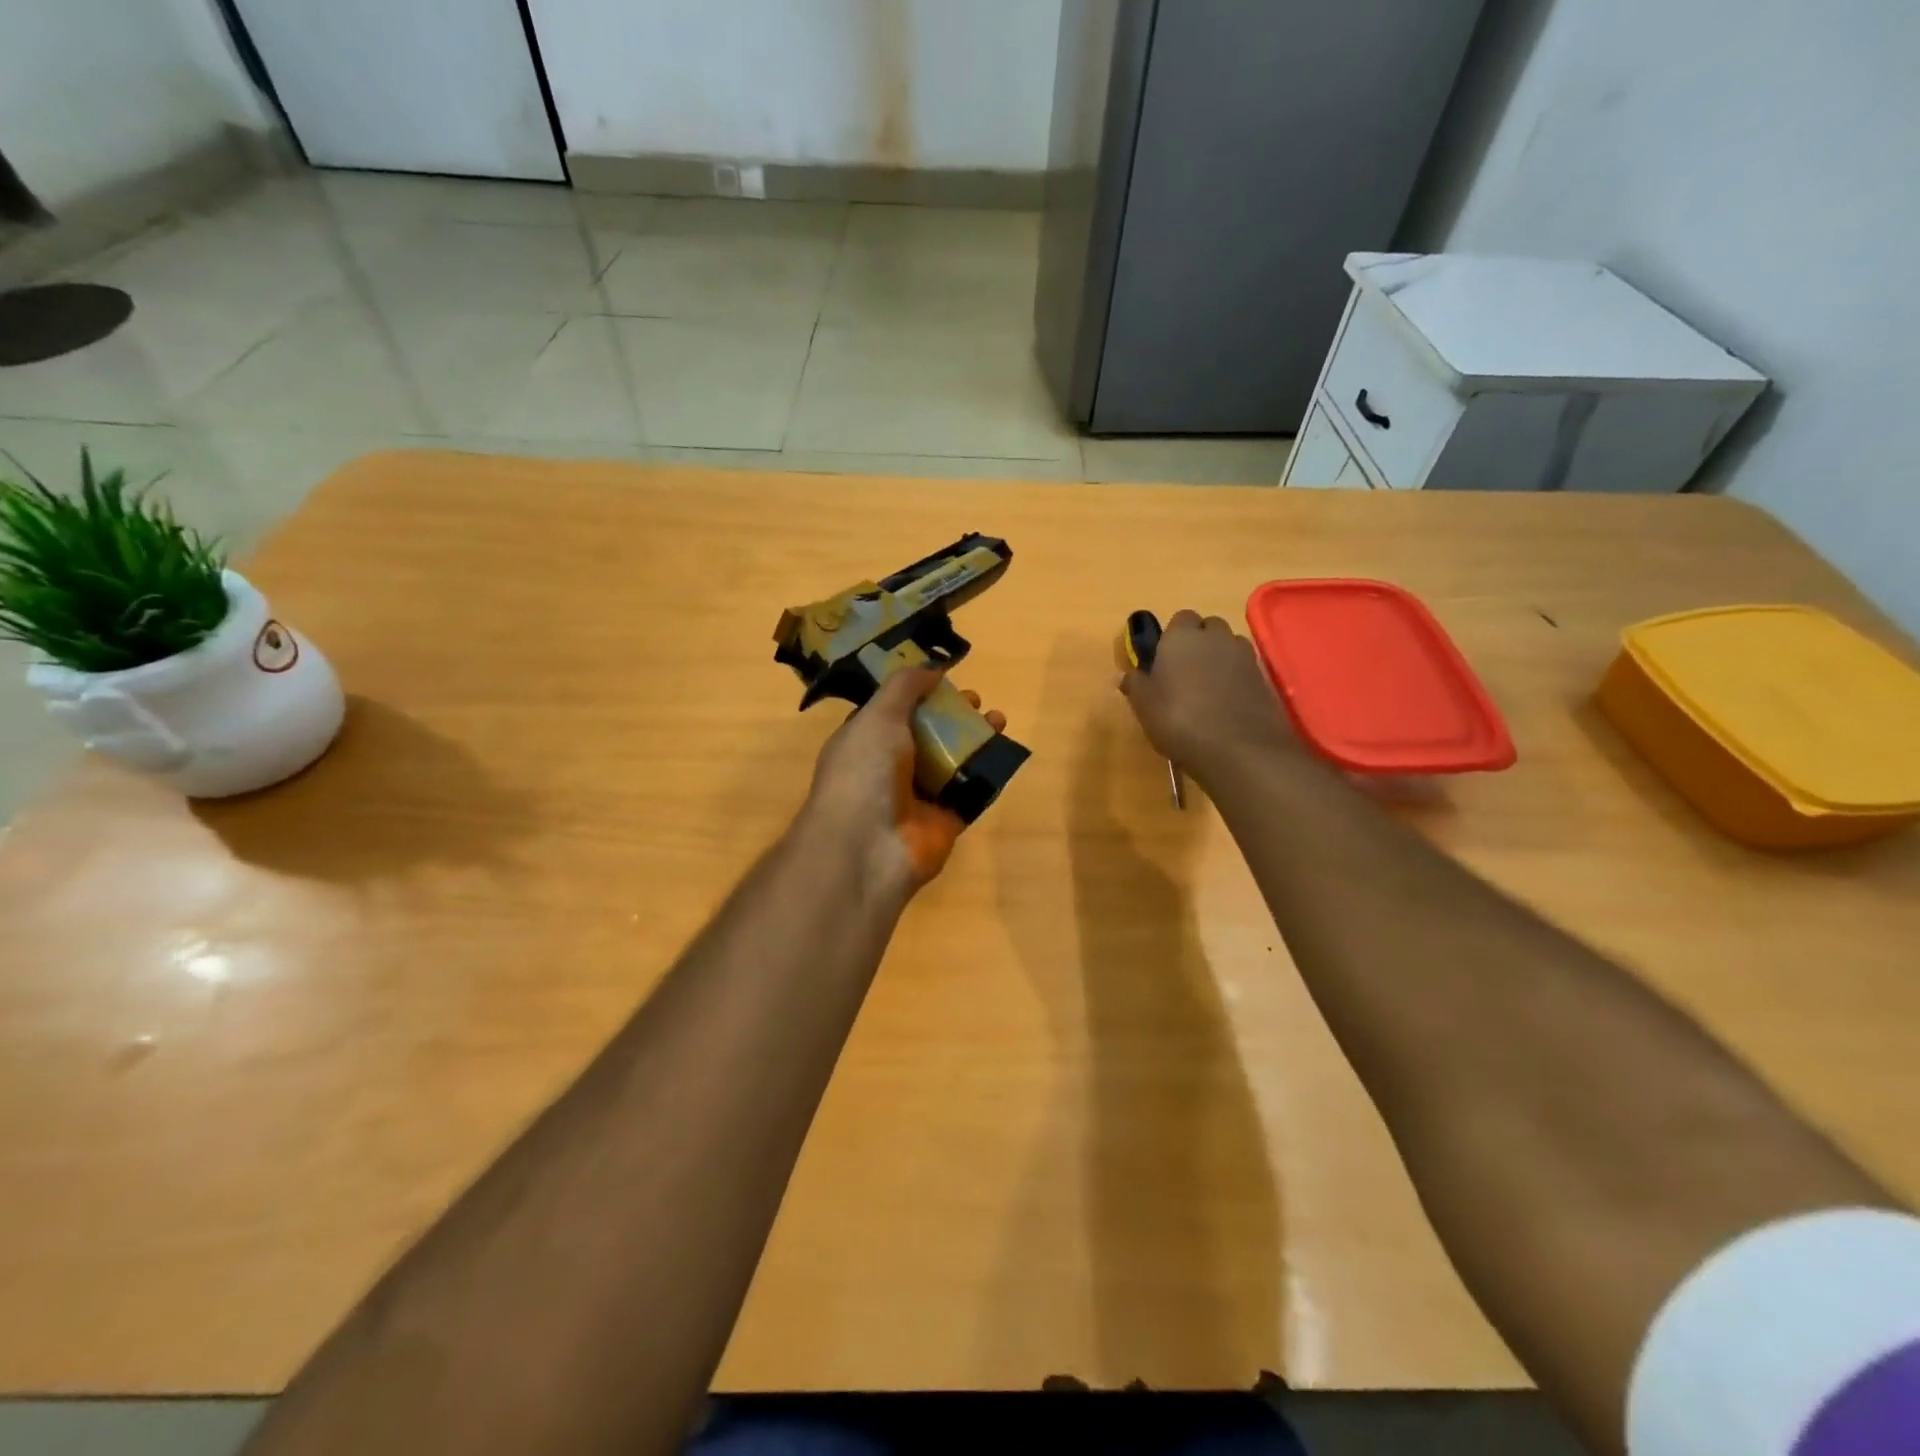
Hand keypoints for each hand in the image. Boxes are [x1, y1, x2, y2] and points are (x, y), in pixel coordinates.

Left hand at [798, 668, 1007, 903]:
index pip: (894, 713)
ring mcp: (918, 797)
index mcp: (866, 742)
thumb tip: (932, 668)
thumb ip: (904, 688)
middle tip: (976, 700)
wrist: (868, 847)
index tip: (945, 679)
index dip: (919, 695)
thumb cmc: (865, 772)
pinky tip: (1003, 752)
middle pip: (928, 734)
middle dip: (953, 715)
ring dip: (976, 740)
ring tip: (998, 719)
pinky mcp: (945, 822)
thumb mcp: (877, 716)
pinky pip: (970, 792)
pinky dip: (987, 773)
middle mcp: (890, 768)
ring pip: (952, 761)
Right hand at [1119, 610, 1294, 778]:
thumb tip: (1124, 675)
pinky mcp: (1264, 678)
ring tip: (1207, 688)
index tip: (1164, 660)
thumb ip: (1135, 684)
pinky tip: (1226, 703)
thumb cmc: (1179, 720)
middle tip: (1184, 673)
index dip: (1172, 637)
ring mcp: (1244, 656)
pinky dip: (1236, 678)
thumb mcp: (1144, 705)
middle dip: (1199, 642)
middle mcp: (1216, 637)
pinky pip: (1245, 669)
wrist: (1237, 749)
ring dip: (1220, 658)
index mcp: (1182, 637)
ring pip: (1229, 646)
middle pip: (1209, 627)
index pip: (1180, 619)